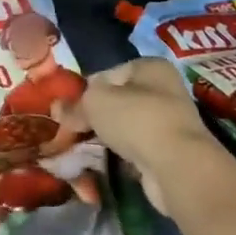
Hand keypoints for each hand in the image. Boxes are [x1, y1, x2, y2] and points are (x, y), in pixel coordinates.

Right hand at [54, 59, 235, 219]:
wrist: (178, 167)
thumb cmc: (136, 119)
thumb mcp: (94, 102)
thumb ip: (75, 104)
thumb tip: (57, 109)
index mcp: (150, 66)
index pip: (107, 74)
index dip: (85, 91)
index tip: (68, 111)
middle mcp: (164, 89)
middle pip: (118, 100)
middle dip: (94, 116)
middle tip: (72, 131)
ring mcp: (170, 122)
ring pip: (126, 126)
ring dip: (106, 137)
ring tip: (83, 148)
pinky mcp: (171, 152)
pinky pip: (136, 148)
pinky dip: (121, 155)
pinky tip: (104, 162)